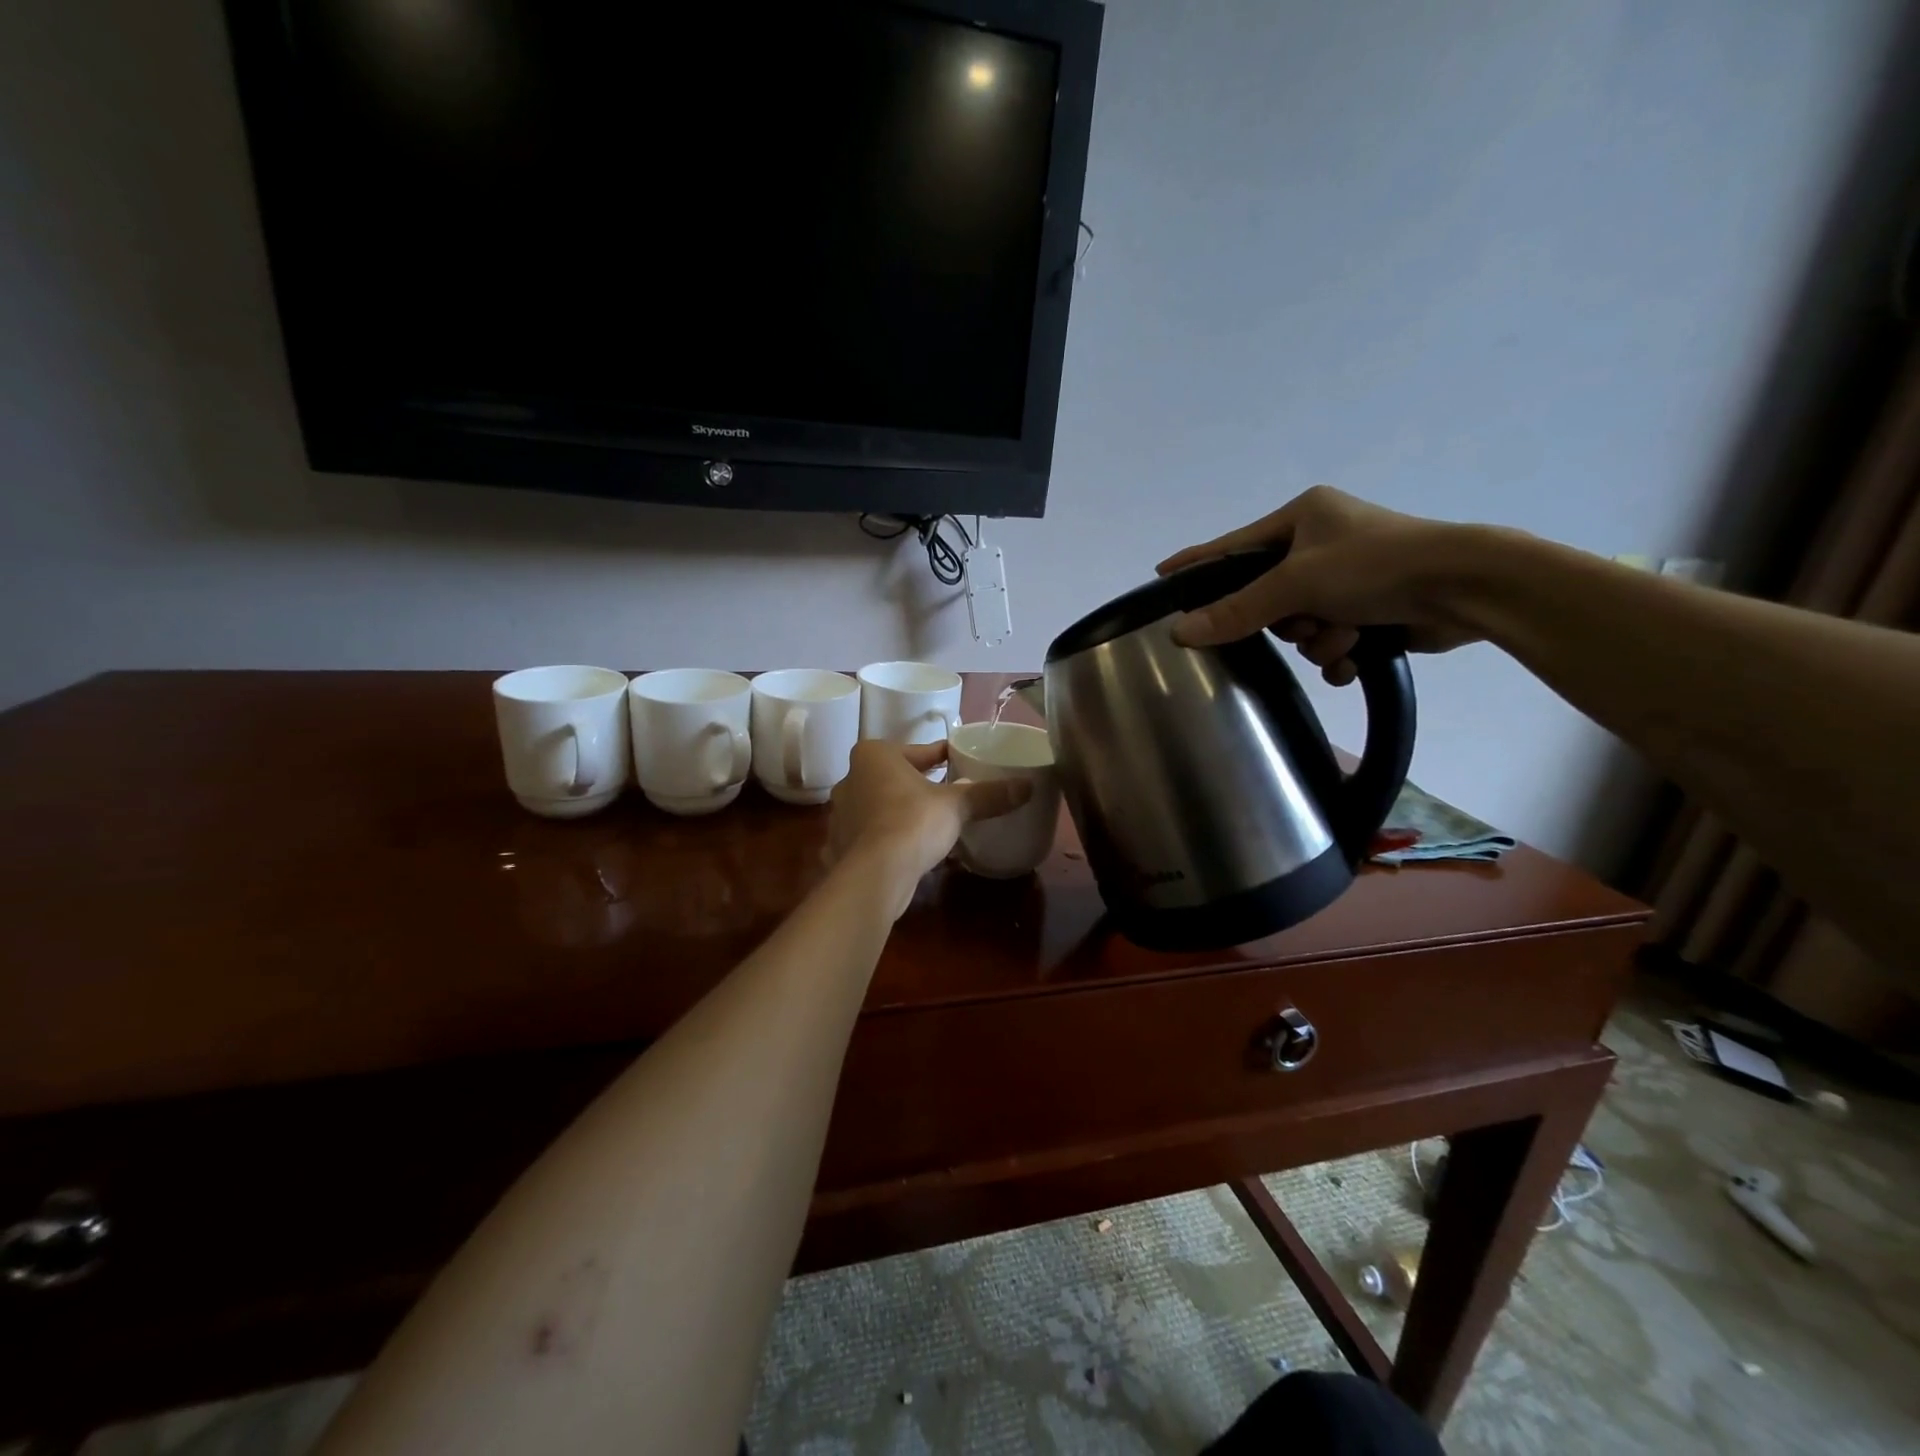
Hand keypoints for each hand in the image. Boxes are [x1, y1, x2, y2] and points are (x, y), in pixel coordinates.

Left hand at [829, 741, 1031, 916]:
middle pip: (896, 777)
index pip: (919, 751)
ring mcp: (841, 814)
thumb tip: (1028, 786)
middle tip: (951, 794)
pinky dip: (889, 839)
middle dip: (920, 785)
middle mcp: (851, 778)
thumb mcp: (956, 806)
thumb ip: (989, 794)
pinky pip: (872, 835)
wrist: (875, 875)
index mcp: (874, 755)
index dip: (943, 757)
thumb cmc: (913, 822)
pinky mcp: (841, 845)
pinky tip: (909, 850)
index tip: (962, 763)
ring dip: (903, 813)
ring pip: (881, 807)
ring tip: (933, 824)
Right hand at [1157, 485, 1489, 684]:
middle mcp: (1322, 543)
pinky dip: (1339, 653)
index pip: (1233, 546)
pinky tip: (1356, 655)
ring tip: (1346, 634)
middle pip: (1268, 596)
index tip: (1161, 574)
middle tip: (1300, 621)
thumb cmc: (1376, 566)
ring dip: (1318, 639)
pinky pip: (1329, 640)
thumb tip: (1179, 632)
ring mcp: (1349, 578)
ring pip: (1300, 625)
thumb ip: (1237, 610)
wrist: (1465, 588)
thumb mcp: (1297, 583)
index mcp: (1303, 517)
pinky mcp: (1371, 609)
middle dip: (1285, 619)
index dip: (1197, 563)